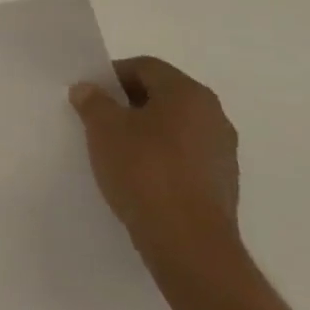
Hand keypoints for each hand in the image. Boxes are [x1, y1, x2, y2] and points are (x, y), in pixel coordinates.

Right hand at [69, 56, 240, 274]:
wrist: (188, 243)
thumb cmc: (145, 171)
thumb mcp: (104, 129)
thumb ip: (93, 102)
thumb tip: (88, 88)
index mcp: (188, 93)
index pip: (145, 67)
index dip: (112, 74)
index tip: (89, 94)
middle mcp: (213, 115)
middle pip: (162, 96)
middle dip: (127, 104)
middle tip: (97, 120)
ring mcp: (222, 152)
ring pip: (174, 128)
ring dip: (145, 132)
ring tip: (114, 151)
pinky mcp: (222, 184)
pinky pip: (184, 157)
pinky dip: (161, 158)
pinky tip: (138, 178)